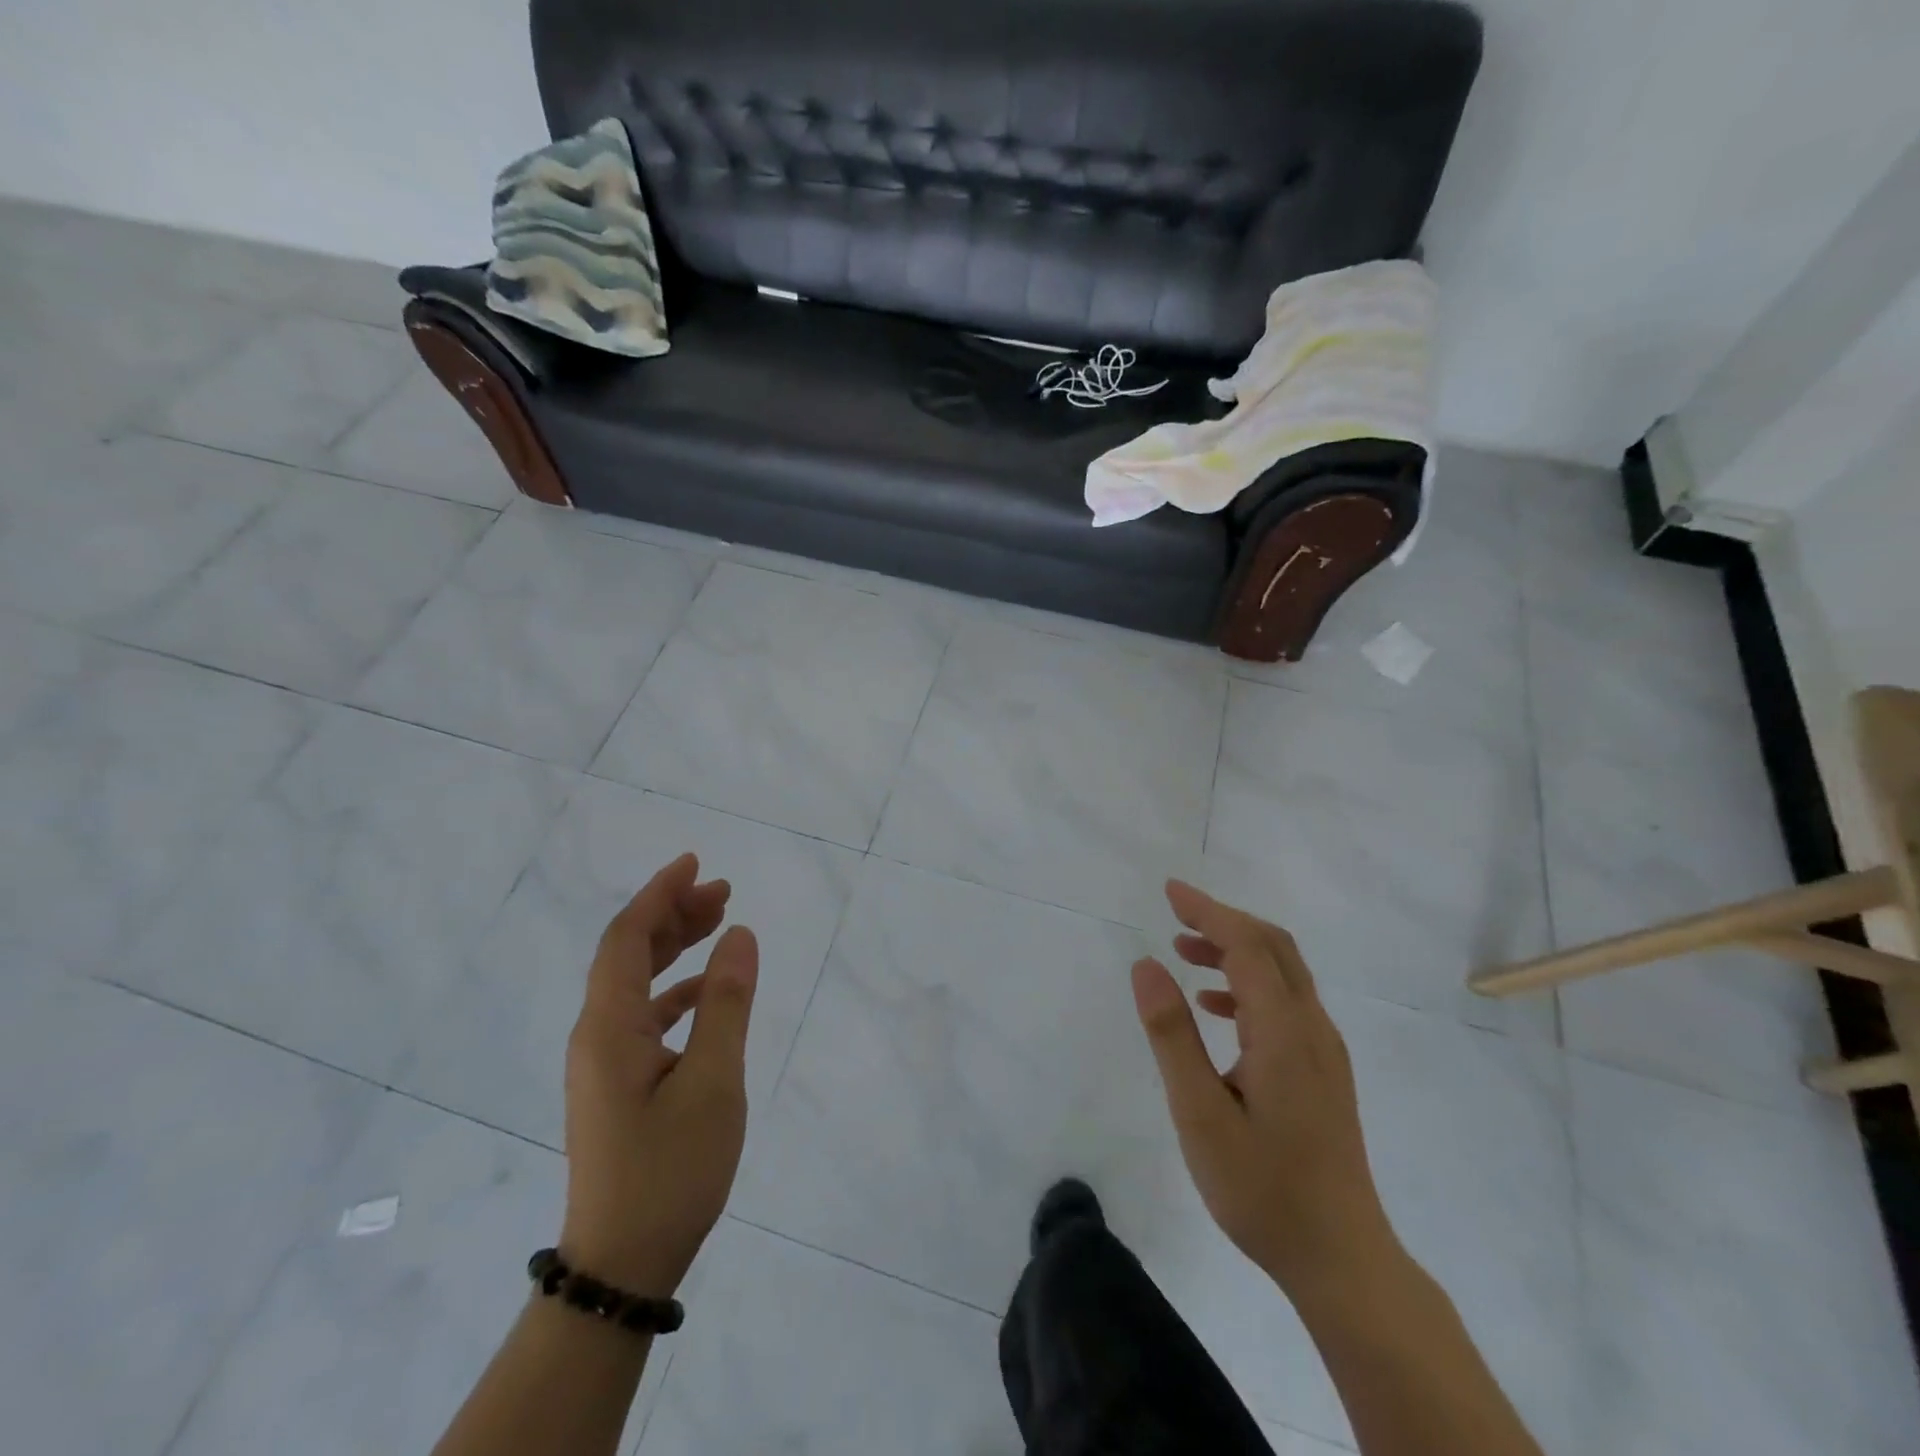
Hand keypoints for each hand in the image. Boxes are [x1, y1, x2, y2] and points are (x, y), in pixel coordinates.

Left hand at [559, 853, 758, 1298]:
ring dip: (674, 947)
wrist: (623, 1262)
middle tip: (722, 891)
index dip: (659, 894)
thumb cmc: (670, 1168)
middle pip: (628, 953)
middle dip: (673, 914)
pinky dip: (675, 989)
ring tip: (719, 924)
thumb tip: (739, 934)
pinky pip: (643, 1014)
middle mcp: (597, 1035)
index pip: (627, 937)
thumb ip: (727, 1003)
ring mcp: (603, 1062)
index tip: (695, 863)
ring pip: (635, 983)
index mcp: (609, 1027)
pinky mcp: (617, 1084)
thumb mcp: (714, 1081)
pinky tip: (707, 992)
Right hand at [1131, 880, 1395, 1298]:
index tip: (1169, 891)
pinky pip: (1286, 1004)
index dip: (1209, 911)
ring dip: (1235, 950)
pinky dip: (1248, 985)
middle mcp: (1312, 1028)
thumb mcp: (1199, 1113)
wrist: (1342, 1260)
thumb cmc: (1263, 1188)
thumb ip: (1171, 1035)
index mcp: (1284, 1031)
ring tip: (1184, 951)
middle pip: (1274, 948)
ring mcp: (1324, 1051)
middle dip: (1224, 920)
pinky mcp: (1324, 1072)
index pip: (1248, 945)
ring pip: (1282, 974)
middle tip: (1175, 912)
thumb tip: (1145, 964)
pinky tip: (1214, 1008)